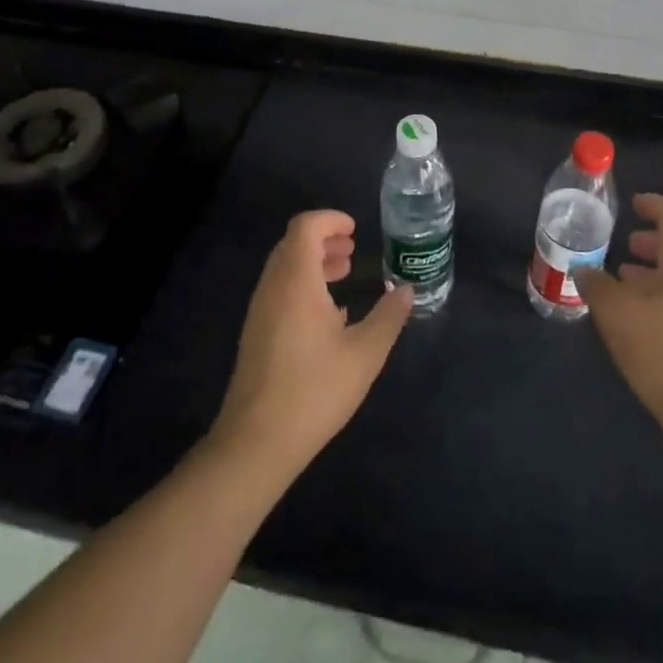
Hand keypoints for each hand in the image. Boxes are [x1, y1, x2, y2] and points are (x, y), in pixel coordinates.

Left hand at [211, 209, 412, 476]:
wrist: (255, 442)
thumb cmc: (314, 391)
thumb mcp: (364, 354)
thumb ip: (388, 317)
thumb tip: (406, 289)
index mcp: (296, 280)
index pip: (305, 226)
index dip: (330, 219)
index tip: (355, 230)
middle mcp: (273, 287)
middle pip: (293, 243)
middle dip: (324, 239)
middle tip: (353, 250)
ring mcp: (260, 311)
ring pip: (285, 267)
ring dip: (313, 262)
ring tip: (344, 274)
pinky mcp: (256, 333)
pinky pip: (279, 290)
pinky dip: (303, 284)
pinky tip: (328, 314)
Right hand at [575, 194, 662, 433]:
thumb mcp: (617, 313)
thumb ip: (596, 285)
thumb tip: (584, 270)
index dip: (654, 205)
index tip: (632, 205)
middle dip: (649, 245)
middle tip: (623, 247)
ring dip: (650, 277)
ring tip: (621, 285)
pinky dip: (657, 301)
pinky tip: (635, 323)